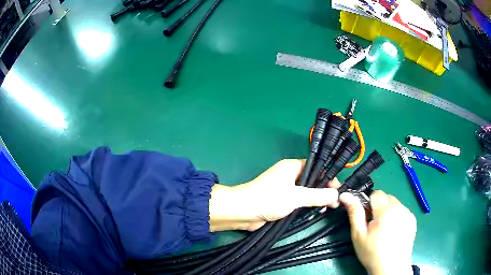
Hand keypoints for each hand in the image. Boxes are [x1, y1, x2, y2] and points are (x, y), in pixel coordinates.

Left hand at [209, 159, 339, 231]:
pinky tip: (316, 212)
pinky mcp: (282, 201)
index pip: (316, 168)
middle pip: (312, 180)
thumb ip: (317, 195)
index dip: (328, 177)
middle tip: (335, 201)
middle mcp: (290, 175)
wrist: (243, 212)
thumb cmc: (268, 199)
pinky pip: (299, 201)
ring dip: (317, 199)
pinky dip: (308, 205)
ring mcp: (285, 189)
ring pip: (307, 192)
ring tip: (329, 207)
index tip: (338, 189)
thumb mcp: (296, 196)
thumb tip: (337, 195)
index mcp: (292, 167)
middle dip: (324, 190)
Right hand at [340, 190, 415, 274]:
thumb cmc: (372, 253)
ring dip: (389, 211)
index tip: (367, 217)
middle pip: (387, 197)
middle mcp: (399, 208)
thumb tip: (345, 195)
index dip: (369, 203)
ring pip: (395, 204)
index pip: (376, 193)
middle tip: (375, 225)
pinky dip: (397, 216)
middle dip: (379, 207)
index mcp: (385, 210)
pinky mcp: (413, 219)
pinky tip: (394, 231)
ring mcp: (408, 213)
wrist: (391, 267)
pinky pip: (402, 211)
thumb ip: (354, 213)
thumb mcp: (359, 235)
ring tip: (385, 229)